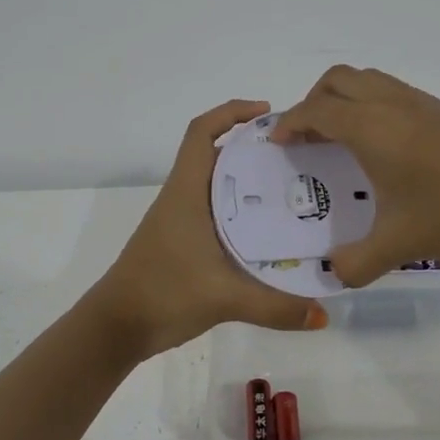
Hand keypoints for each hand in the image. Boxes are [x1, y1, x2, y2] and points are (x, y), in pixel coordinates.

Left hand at [91, 100, 328, 359]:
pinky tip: (267, 228)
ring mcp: (179, 219)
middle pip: (215, 153)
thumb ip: (276, 307)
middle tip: (296, 153)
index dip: (231, 112)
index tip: (267, 112)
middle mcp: (182, 197)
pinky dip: (239, 207)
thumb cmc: (163, 294)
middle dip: (252, 146)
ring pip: (215, 183)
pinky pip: (215, 210)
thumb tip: (324, 316)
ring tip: (291, 185)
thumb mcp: (224, 299)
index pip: (201, 132)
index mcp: (186, 192)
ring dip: (246, 177)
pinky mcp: (181, 241)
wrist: (115, 327)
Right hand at [271, 66, 439, 286]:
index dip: (290, 122)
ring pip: (368, 79)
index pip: (316, 109)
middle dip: (313, 100)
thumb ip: (356, 262)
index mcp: (372, 128)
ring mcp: (421, 102)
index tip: (278, 143)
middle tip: (308, 137)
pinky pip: (392, 90)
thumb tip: (333, 274)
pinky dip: (371, 103)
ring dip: (343, 97)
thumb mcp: (398, 245)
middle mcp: (391, 104)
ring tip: (340, 137)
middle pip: (338, 79)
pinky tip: (383, 145)